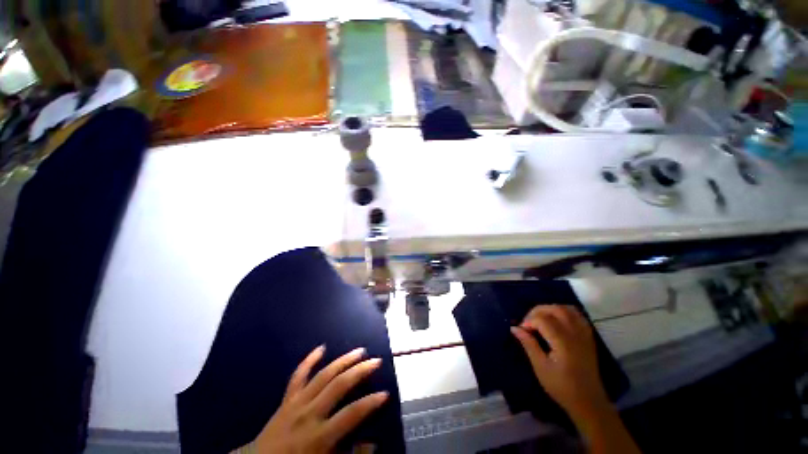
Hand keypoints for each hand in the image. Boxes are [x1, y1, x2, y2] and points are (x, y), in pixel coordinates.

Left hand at [249, 346, 388, 453]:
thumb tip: (371, 445)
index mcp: (319, 435)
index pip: (351, 414)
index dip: (370, 403)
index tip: (385, 393)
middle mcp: (309, 413)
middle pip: (338, 386)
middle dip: (360, 371)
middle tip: (375, 360)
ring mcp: (297, 403)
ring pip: (323, 375)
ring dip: (343, 361)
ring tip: (359, 351)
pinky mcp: (287, 399)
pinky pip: (298, 376)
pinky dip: (309, 361)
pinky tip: (321, 348)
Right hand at [511, 305, 608, 418]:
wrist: (588, 401)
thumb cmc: (562, 387)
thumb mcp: (540, 367)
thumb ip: (528, 344)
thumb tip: (514, 328)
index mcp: (563, 342)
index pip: (542, 320)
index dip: (528, 321)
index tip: (521, 330)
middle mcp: (575, 334)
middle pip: (555, 309)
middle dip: (537, 311)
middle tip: (528, 322)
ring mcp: (584, 334)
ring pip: (567, 309)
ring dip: (551, 309)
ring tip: (540, 318)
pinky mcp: (588, 336)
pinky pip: (577, 315)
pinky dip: (564, 312)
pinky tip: (556, 320)